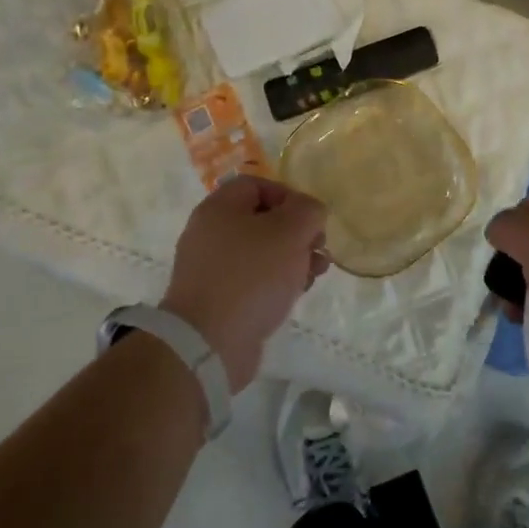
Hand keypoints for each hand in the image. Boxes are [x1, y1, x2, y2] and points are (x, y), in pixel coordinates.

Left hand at [161, 175, 329, 392]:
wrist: (209, 342)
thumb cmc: (251, 276)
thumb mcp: (289, 232)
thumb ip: (307, 211)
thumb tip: (310, 212)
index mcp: (219, 208)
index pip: (256, 185)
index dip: (289, 196)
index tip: (311, 219)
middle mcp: (210, 233)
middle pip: (261, 220)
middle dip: (297, 232)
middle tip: (318, 249)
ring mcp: (212, 268)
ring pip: (261, 252)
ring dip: (293, 258)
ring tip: (315, 274)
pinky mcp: (218, 299)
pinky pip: (252, 280)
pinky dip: (276, 282)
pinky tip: (295, 294)